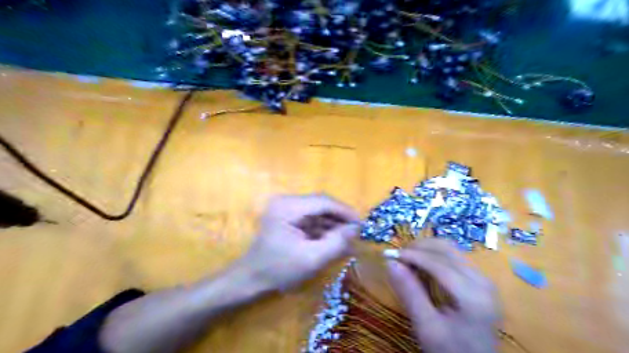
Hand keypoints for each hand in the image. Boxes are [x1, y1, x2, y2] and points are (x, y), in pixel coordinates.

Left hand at [242, 194, 361, 289]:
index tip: (361, 224)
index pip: (323, 202)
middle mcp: (286, 201)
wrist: (251, 278)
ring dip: (333, 223)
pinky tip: (334, 238)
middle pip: (321, 204)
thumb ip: (336, 242)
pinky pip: (310, 218)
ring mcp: (285, 208)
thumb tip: (355, 229)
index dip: (344, 211)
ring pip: (317, 211)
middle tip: (357, 232)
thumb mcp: (311, 259)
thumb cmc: (278, 270)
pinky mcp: (287, 216)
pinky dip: (323, 228)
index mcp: (288, 207)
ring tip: (348, 237)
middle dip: (340, 218)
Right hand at [386, 238, 499, 351]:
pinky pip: (455, 257)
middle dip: (420, 248)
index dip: (414, 256)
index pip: (440, 264)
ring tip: (408, 258)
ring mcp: (484, 279)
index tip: (391, 254)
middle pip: (448, 250)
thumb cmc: (450, 349)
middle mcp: (483, 281)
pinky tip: (422, 264)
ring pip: (451, 250)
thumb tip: (390, 263)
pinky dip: (435, 255)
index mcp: (473, 296)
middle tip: (398, 255)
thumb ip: (409, 293)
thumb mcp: (426, 327)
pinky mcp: (480, 280)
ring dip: (427, 249)